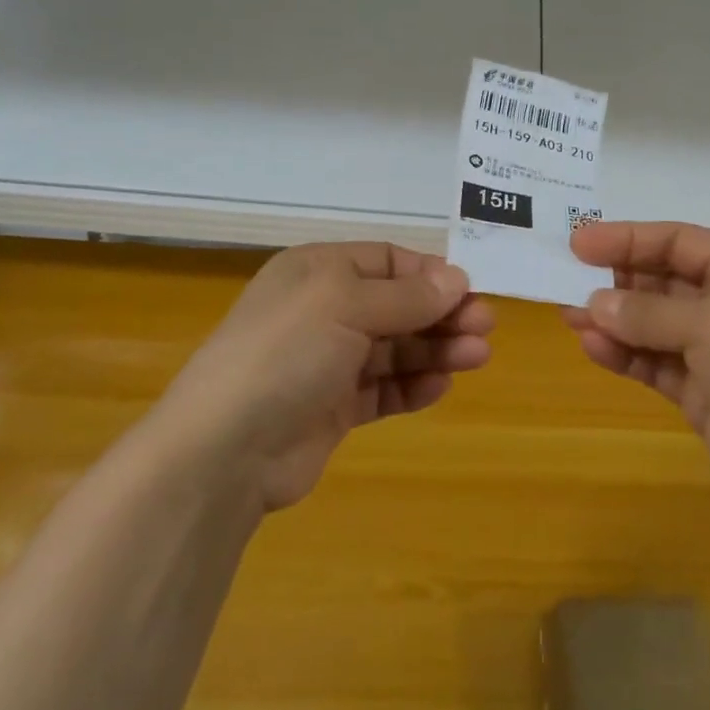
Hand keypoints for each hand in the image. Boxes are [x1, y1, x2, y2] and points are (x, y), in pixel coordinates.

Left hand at [161, 243, 494, 511]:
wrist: (225, 449)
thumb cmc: (287, 352)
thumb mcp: (346, 304)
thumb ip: (407, 295)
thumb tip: (457, 279)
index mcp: (318, 271)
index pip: (386, 260)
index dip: (429, 274)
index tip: (469, 291)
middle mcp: (323, 310)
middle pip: (396, 305)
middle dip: (441, 314)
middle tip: (485, 327)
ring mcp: (326, 361)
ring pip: (394, 348)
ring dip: (435, 349)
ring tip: (477, 357)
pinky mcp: (332, 408)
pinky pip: (382, 389)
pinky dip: (411, 386)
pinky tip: (439, 387)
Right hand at [564, 222, 709, 521]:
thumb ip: (648, 311)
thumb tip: (596, 303)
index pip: (680, 241)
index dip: (629, 238)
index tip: (579, 243)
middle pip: (665, 281)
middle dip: (618, 281)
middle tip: (568, 281)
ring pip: (655, 325)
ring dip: (615, 320)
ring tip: (570, 316)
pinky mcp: (706, 395)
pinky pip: (657, 365)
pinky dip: (627, 356)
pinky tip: (595, 349)